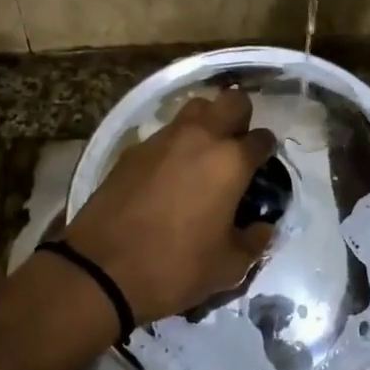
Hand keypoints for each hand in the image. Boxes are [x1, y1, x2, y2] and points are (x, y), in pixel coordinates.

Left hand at [63, 87, 277, 325]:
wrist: (102, 268)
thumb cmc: (175, 267)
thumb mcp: (228, 268)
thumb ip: (253, 242)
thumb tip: (263, 228)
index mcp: (231, 161)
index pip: (262, 138)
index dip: (267, 151)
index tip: (263, 167)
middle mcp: (201, 137)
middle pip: (232, 100)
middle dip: (241, 117)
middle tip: (236, 147)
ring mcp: (164, 138)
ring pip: (196, 107)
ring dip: (207, 122)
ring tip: (204, 154)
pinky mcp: (135, 148)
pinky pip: (165, 132)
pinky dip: (175, 144)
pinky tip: (170, 173)